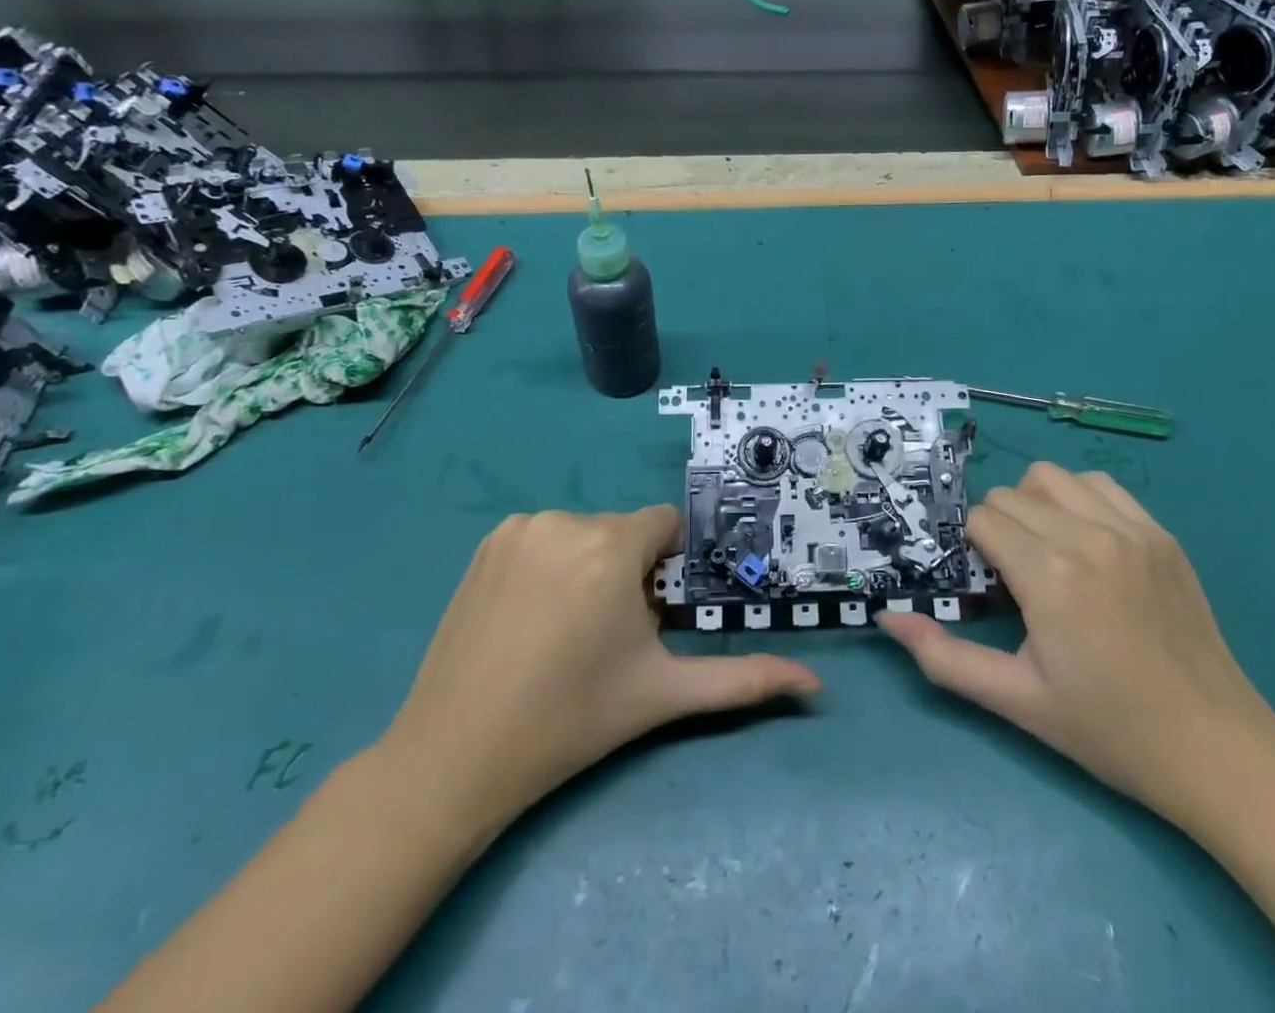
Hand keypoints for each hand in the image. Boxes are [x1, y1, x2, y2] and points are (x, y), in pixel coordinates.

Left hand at [380, 506, 819, 833]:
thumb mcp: (663, 694)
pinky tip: (531, 617)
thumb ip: (742, 680)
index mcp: (612, 546)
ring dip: (589, 567)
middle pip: (624, 533)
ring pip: (584, 534)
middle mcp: (566, 520)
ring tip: (566, 630)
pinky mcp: (487, 542)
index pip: (665, 527)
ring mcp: (520, 528)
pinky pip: (543, 537)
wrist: (457, 754)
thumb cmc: (572, 720)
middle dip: (629, 572)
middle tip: (607, 636)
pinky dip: (549, 564)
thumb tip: (816, 686)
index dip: (666, 569)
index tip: (650, 615)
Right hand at [879, 463, 1274, 831]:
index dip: (973, 548)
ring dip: (1035, 504)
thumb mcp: (1017, 701)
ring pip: (1053, 478)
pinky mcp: (1161, 535)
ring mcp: (1131, 530)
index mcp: (1049, 576)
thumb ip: (944, 657)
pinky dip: (1079, 499)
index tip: (987, 584)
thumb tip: (888, 618)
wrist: (1217, 751)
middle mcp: (1087, 537)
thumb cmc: (1109, 730)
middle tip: (1012, 577)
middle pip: (1011, 495)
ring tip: (1046, 550)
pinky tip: (1086, 542)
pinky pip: (1102, 485)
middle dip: (997, 527)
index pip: (983, 519)